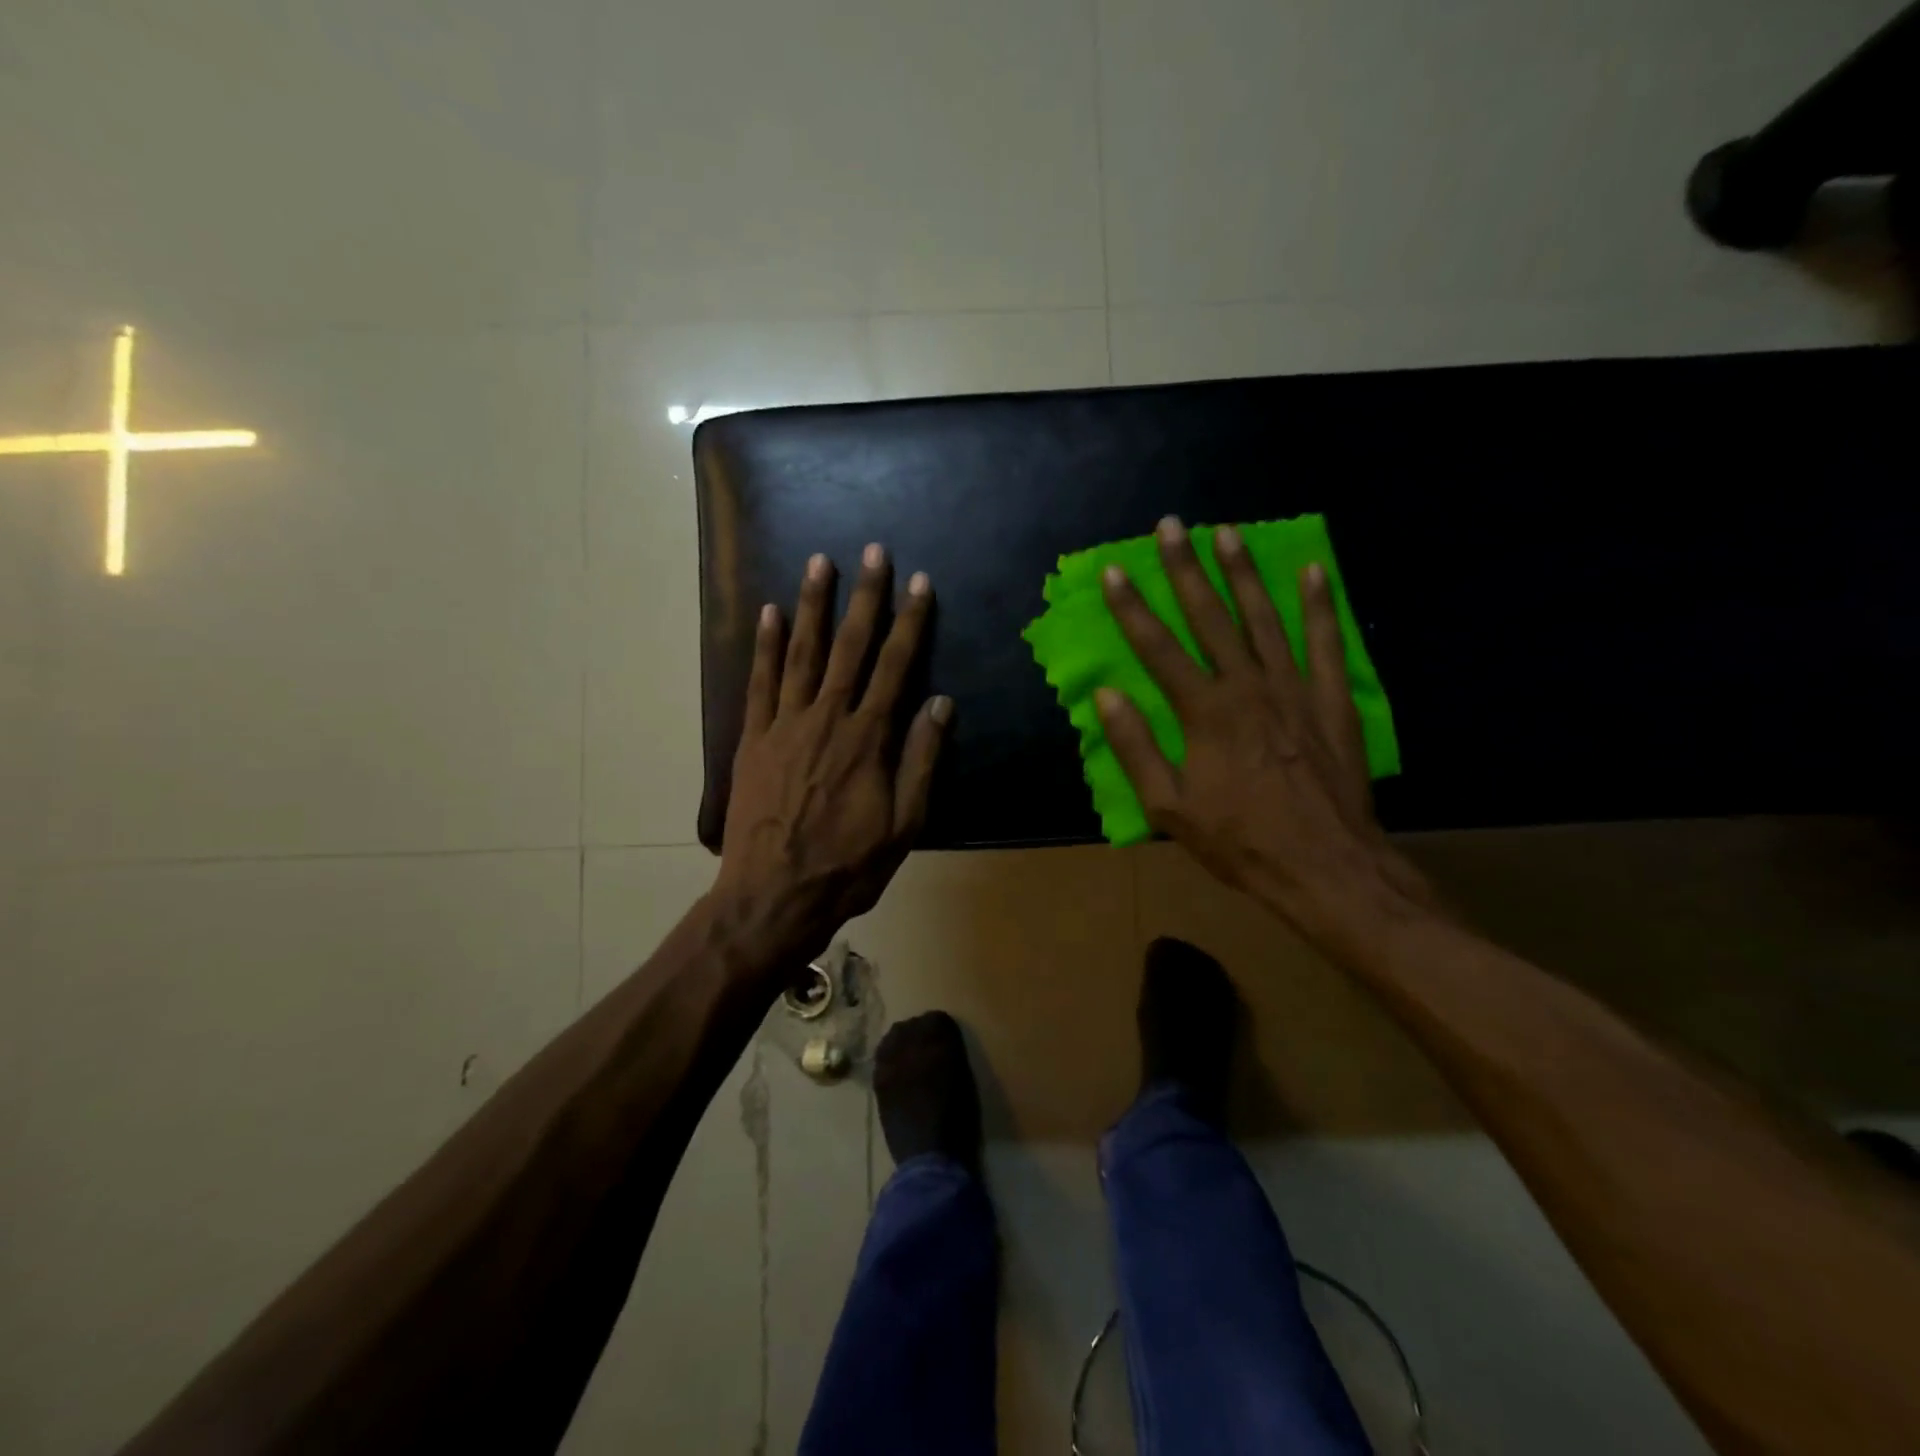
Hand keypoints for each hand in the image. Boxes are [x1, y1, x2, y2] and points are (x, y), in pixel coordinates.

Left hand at [714, 544, 951, 965]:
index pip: (896, 666)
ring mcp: (784, 724)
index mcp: (868, 738)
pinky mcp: (753, 739)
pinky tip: (769, 614)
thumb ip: (921, 760)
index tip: (920, 583)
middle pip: (851, 647)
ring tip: (820, 564)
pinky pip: (759, 682)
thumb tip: (940, 704)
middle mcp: (827, 718)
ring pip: (802, 652)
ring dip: (812, 606)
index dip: (911, 622)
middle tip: (873, 552)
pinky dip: (765, 646)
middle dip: (865, 596)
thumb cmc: (847, 866)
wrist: (772, 896)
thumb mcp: (904, 824)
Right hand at [1096, 517, 1430, 948]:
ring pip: (1264, 618)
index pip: (1158, 648)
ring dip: (1243, 573)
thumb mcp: (1169, 807)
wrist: (1325, 868)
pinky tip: (1314, 570)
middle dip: (1185, 569)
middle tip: (1171, 526)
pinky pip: (1327, 642)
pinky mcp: (1333, 700)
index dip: (1131, 608)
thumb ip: (1136, 747)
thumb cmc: (1239, 841)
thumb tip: (1107, 696)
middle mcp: (1248, 687)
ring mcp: (1295, 689)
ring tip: (1227, 532)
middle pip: (1210, 617)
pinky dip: (1322, 604)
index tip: (1112, 571)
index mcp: (1204, 712)